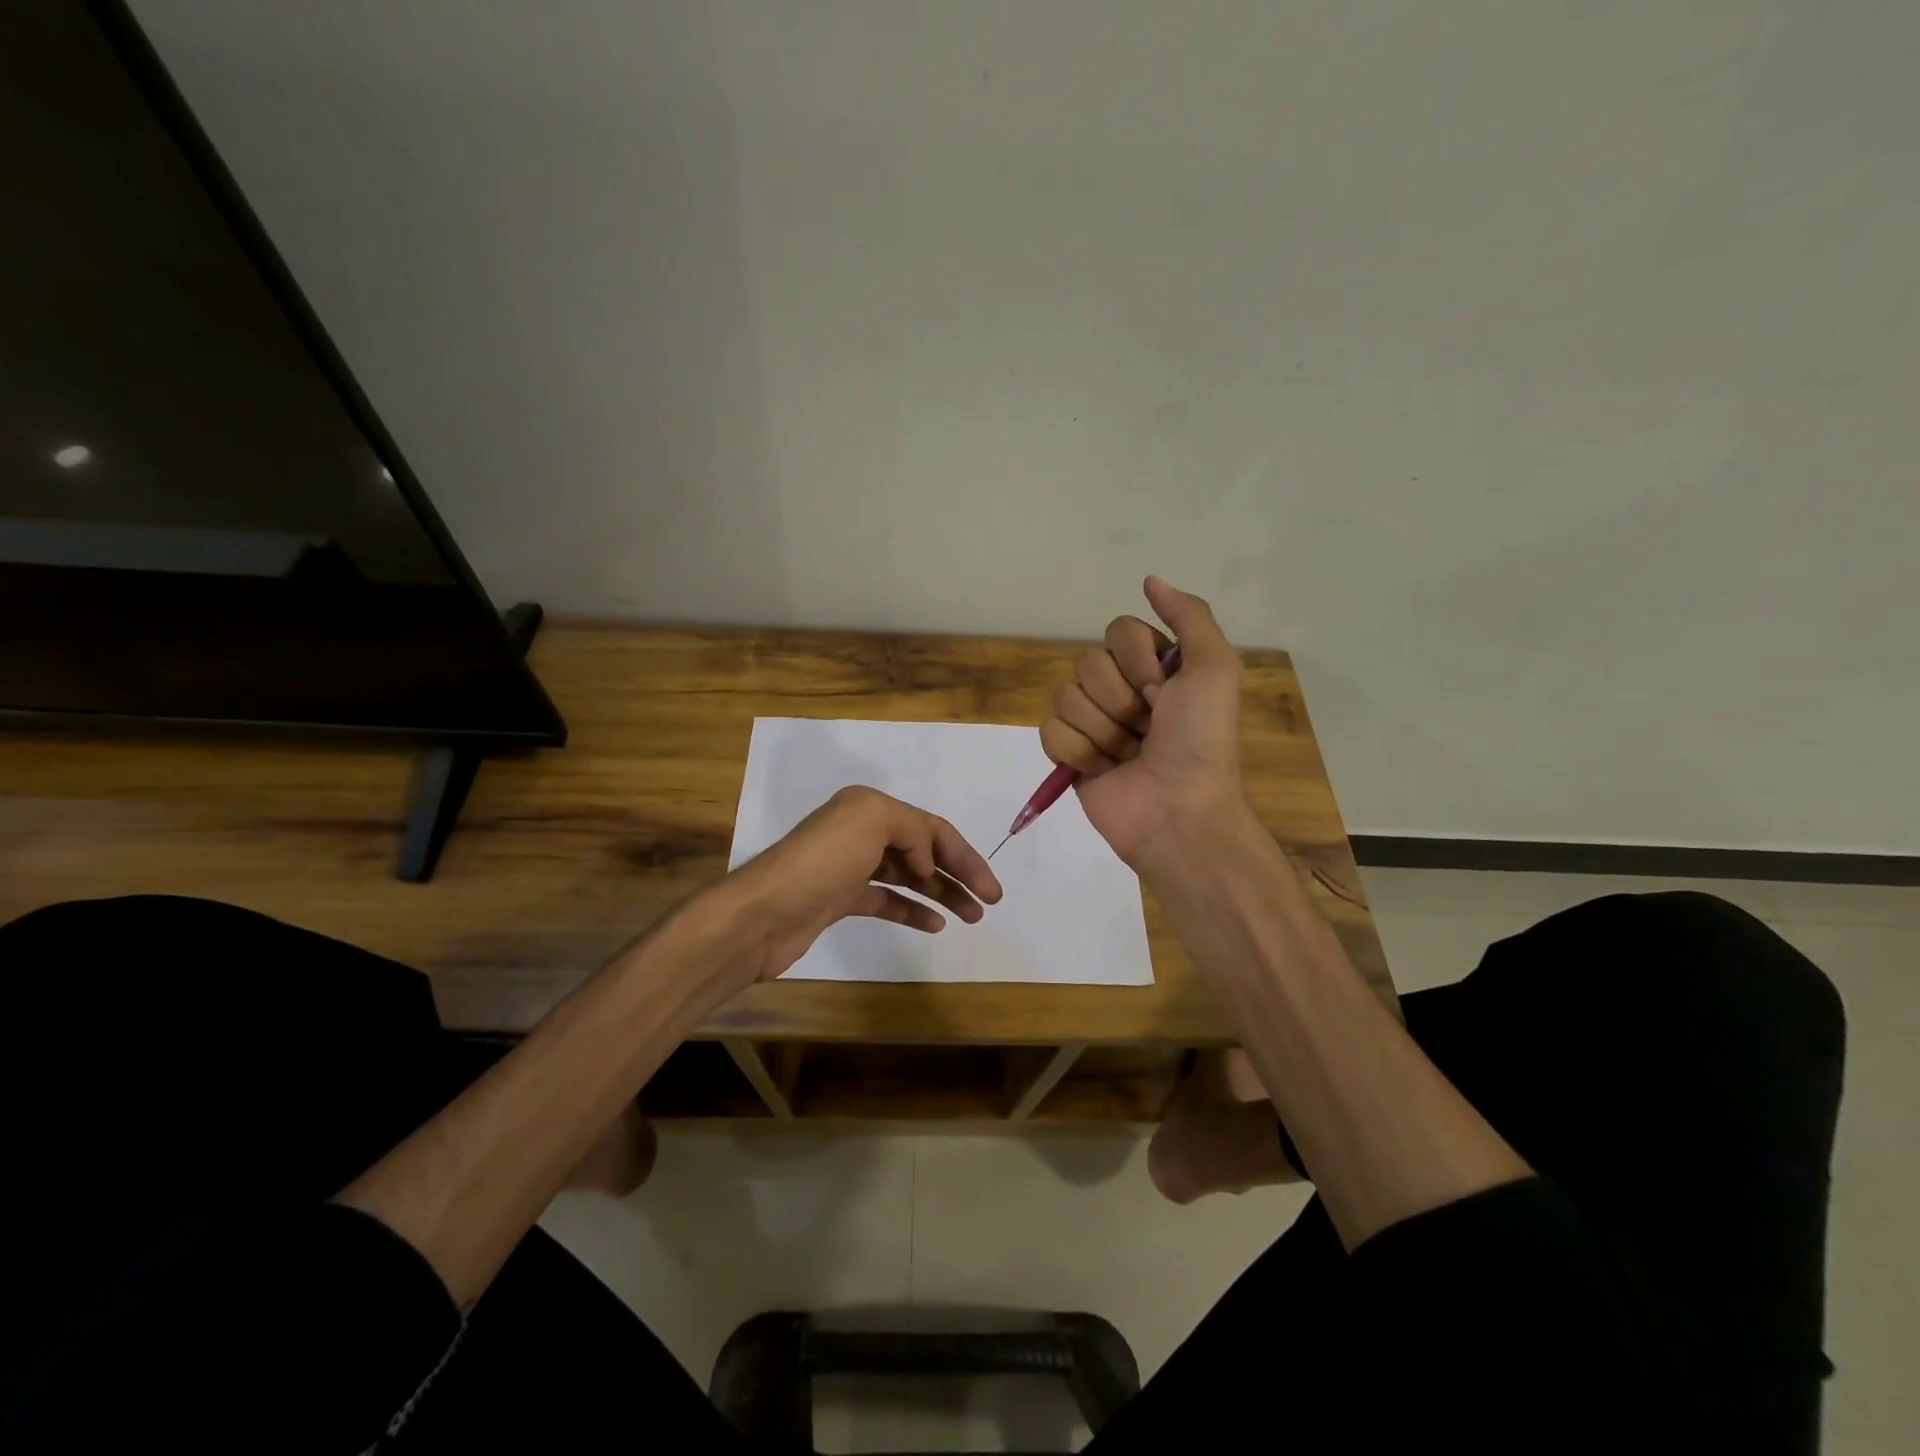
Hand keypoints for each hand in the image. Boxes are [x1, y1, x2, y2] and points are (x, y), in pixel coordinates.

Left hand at [724, 786, 1001, 983]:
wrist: (762, 915)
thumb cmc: (820, 864)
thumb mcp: (872, 822)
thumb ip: (912, 831)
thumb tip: (925, 863)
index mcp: (869, 807)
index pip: (930, 827)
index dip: (964, 856)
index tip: (989, 888)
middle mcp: (860, 831)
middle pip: (923, 850)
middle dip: (958, 873)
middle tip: (989, 902)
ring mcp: (850, 867)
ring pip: (908, 877)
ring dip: (941, 893)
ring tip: (971, 916)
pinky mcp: (840, 899)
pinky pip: (887, 900)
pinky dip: (912, 910)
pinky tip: (935, 924)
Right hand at [1040, 576, 1248, 866]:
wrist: (1178, 813)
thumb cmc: (1201, 742)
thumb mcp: (1215, 670)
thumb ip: (1189, 617)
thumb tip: (1150, 579)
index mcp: (1154, 666)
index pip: (1118, 631)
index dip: (1137, 661)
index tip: (1162, 692)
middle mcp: (1121, 688)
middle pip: (1087, 662)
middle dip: (1119, 701)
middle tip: (1147, 729)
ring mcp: (1092, 722)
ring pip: (1065, 696)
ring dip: (1102, 731)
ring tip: (1128, 755)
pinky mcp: (1069, 754)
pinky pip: (1050, 731)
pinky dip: (1078, 752)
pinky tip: (1103, 770)